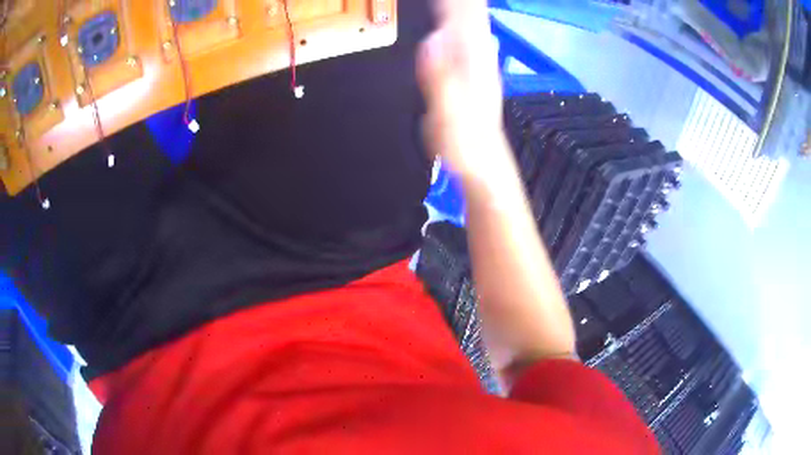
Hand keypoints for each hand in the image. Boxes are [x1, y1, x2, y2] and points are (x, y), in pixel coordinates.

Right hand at [417, 0, 505, 177]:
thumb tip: (432, 40)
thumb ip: (440, 77)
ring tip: (447, 0)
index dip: (453, 2)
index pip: (465, 20)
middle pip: (470, 18)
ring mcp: (478, 67)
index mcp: (473, 63)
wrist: (482, 164)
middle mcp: (479, 59)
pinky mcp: (473, 75)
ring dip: (460, 9)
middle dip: (457, 2)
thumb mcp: (449, 113)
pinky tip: (452, 24)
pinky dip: (459, 26)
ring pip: (471, 27)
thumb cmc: (465, 143)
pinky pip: (466, 42)